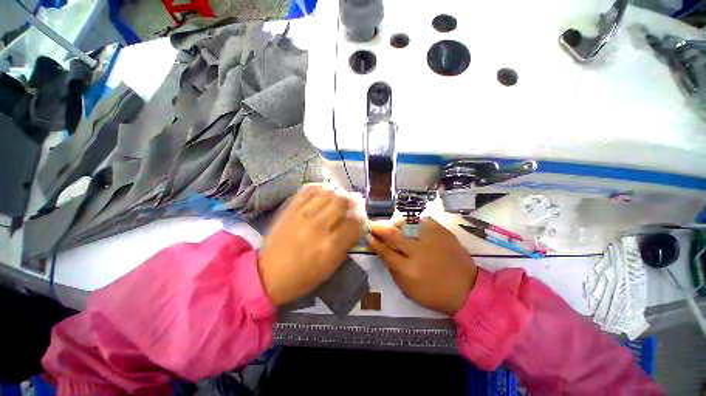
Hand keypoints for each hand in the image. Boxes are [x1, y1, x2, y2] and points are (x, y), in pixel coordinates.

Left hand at [258, 184, 362, 305]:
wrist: (268, 274)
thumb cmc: (303, 276)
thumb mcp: (330, 267)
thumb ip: (346, 244)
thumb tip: (356, 225)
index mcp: (330, 246)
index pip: (355, 222)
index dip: (362, 218)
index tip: (361, 219)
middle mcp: (317, 226)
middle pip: (343, 202)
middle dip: (353, 202)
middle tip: (353, 206)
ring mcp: (302, 215)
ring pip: (329, 192)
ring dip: (339, 193)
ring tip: (340, 199)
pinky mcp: (290, 208)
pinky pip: (309, 189)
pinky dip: (321, 188)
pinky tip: (325, 193)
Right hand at [369, 218, 477, 314]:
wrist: (467, 289)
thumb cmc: (434, 293)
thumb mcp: (408, 290)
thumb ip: (393, 270)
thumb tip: (382, 252)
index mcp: (408, 270)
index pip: (385, 252)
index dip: (375, 243)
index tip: (369, 237)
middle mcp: (418, 252)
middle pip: (393, 235)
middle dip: (380, 229)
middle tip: (373, 226)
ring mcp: (431, 240)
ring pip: (407, 225)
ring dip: (396, 224)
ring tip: (393, 225)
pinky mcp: (442, 233)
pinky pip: (423, 221)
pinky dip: (415, 222)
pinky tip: (412, 226)